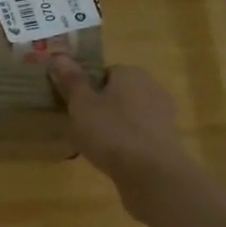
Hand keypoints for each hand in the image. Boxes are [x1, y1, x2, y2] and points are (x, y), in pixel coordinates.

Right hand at [46, 55, 193, 217]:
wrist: (150, 172)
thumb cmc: (110, 131)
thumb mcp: (81, 104)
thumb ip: (71, 80)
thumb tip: (58, 54)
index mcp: (130, 73)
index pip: (104, 73)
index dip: (87, 89)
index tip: (75, 107)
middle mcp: (151, 87)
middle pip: (119, 93)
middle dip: (102, 107)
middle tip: (82, 127)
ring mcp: (163, 114)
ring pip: (130, 115)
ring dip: (115, 126)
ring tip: (96, 146)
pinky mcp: (167, 139)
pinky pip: (140, 135)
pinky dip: (128, 142)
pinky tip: (115, 158)